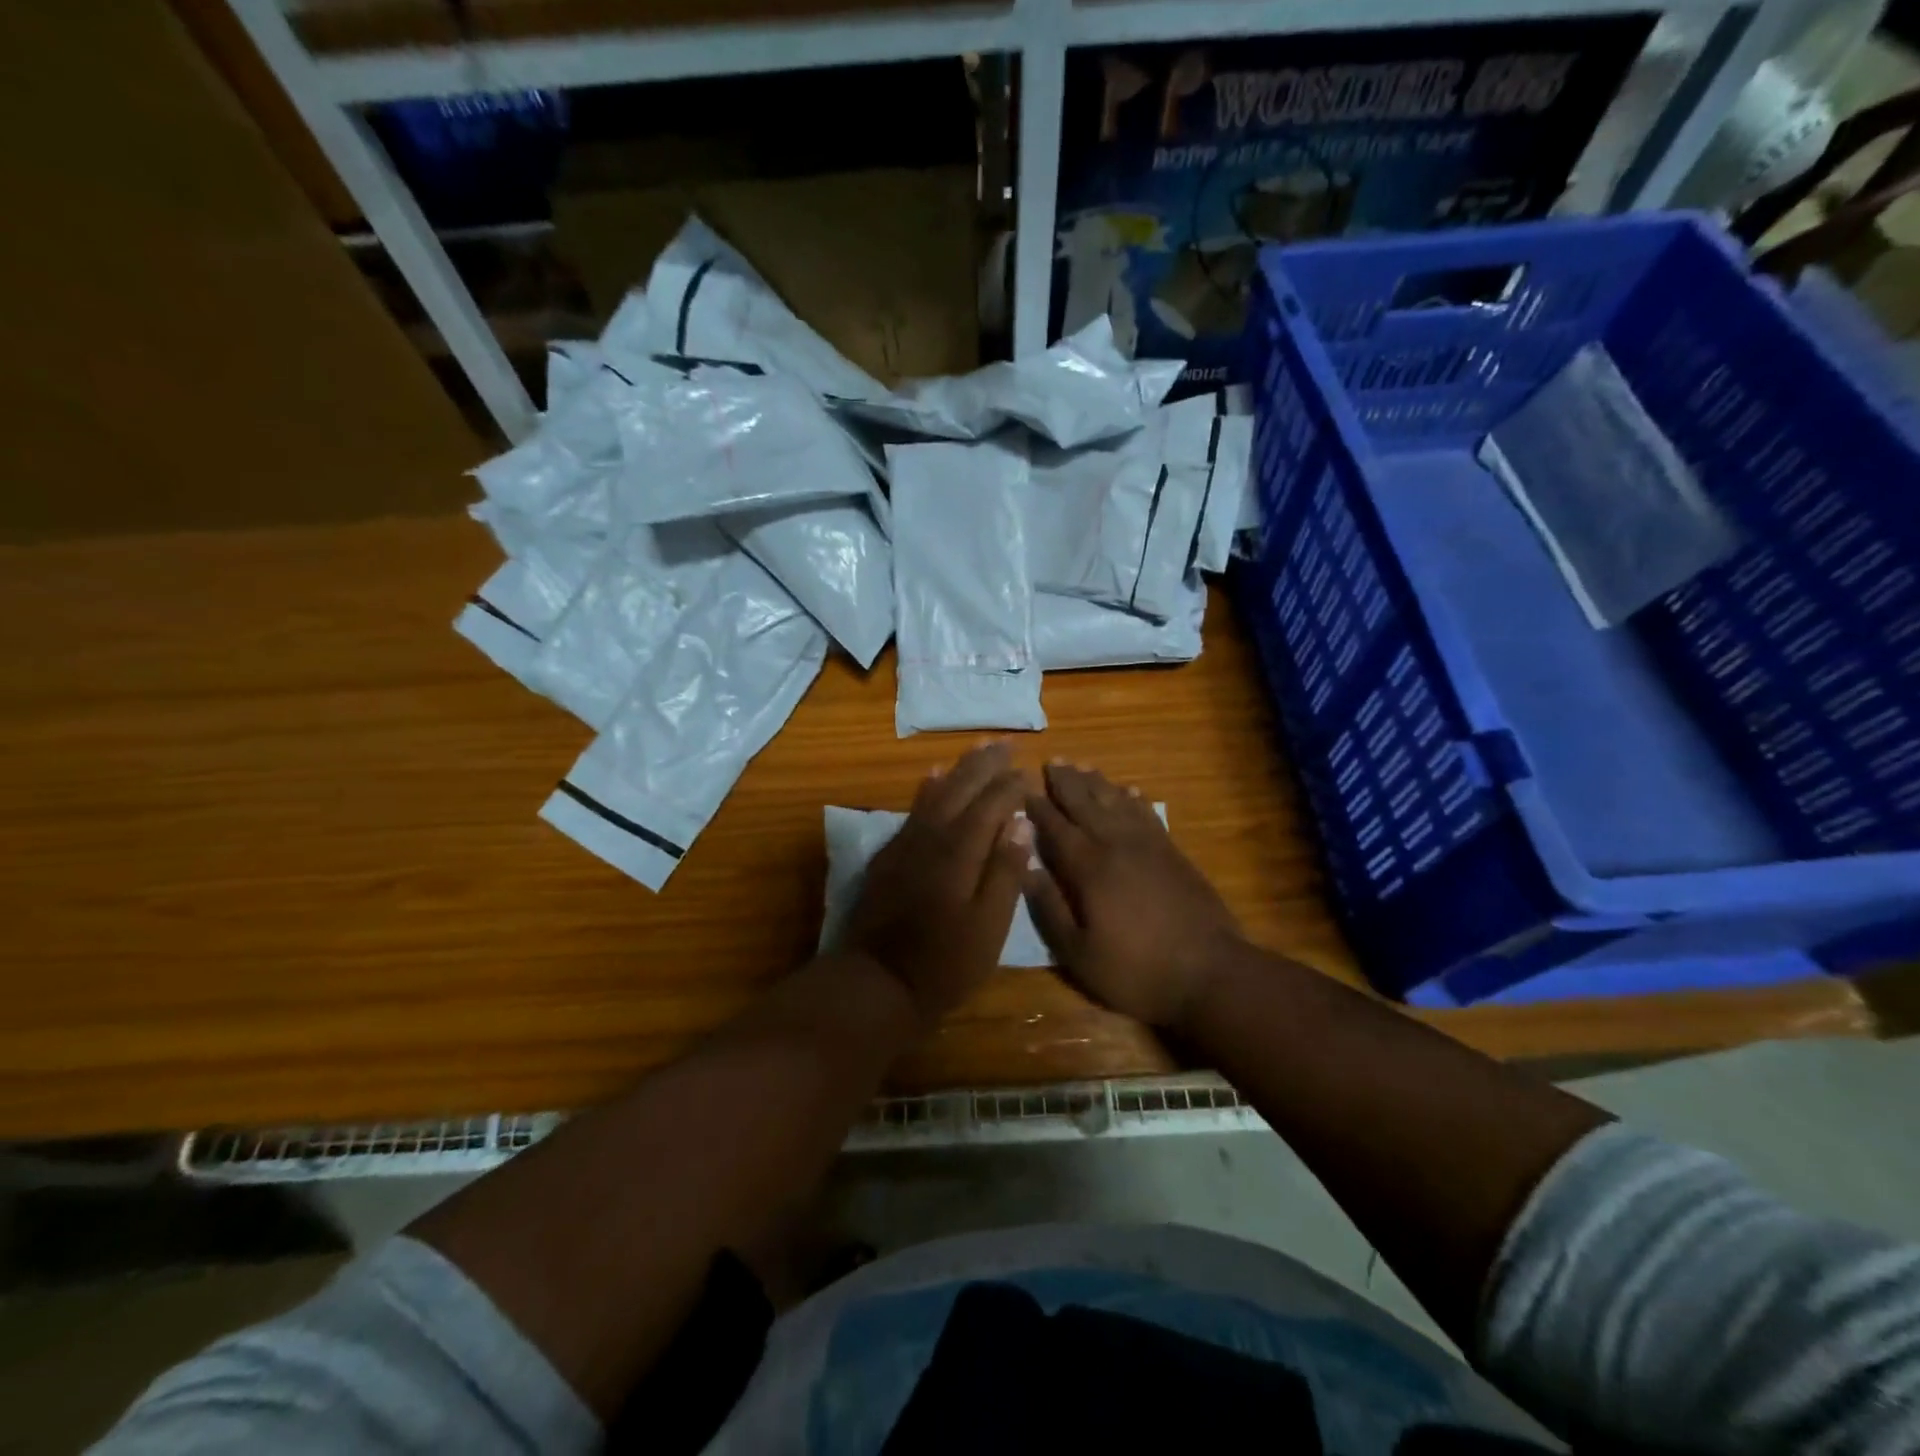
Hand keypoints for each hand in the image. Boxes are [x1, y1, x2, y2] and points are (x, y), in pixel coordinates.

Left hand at [843, 743, 1031, 1029]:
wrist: (877, 982)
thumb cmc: (944, 963)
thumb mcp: (988, 926)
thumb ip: (1004, 871)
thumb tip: (1020, 823)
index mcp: (960, 851)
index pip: (990, 805)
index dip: (1009, 786)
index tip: (1026, 769)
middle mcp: (932, 836)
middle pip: (961, 789)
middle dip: (984, 765)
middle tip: (1003, 742)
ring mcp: (906, 843)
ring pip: (935, 793)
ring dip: (958, 769)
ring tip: (975, 748)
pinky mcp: (889, 855)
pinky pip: (913, 810)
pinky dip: (927, 789)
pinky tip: (932, 778)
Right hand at [1024, 762, 1243, 1030]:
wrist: (1210, 972)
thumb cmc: (1136, 969)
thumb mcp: (1079, 953)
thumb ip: (1050, 908)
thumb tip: (1025, 868)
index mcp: (1089, 868)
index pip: (1056, 827)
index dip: (1038, 806)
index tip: (1022, 787)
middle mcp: (1116, 845)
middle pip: (1086, 804)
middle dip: (1066, 782)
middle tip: (1052, 761)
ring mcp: (1148, 845)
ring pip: (1117, 802)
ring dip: (1097, 783)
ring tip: (1082, 766)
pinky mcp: (1172, 852)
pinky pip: (1147, 814)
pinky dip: (1134, 799)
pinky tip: (1128, 791)